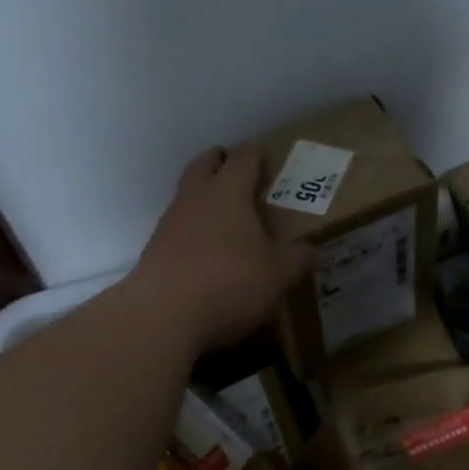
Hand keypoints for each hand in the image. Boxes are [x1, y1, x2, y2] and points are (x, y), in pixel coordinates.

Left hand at [133, 145, 315, 354]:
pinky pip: (177, 229)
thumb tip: (313, 250)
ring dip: (203, 197)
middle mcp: (195, 199)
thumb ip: (298, 259)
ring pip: (186, 196)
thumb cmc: (229, 281)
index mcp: (228, 193)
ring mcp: (169, 224)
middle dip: (219, 161)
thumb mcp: (278, 274)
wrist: (162, 316)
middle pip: (203, 166)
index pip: (243, 159)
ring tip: (225, 214)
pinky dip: (192, 231)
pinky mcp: (154, 252)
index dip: (255, 153)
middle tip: (235, 167)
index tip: (264, 153)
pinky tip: (207, 252)